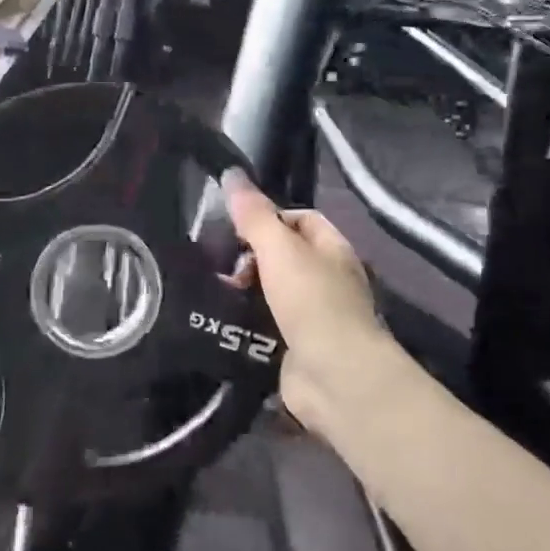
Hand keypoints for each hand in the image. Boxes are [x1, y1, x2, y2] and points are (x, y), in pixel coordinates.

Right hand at [222, 171, 391, 432]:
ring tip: (214, 293)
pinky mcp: (298, 349)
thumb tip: (231, 173)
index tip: (233, 227)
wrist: (335, 377)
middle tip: (219, 264)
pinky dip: (247, 325)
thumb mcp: (279, 249)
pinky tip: (221, 323)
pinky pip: (267, 328)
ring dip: (246, 293)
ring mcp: (315, 317)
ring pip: (273, 294)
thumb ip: (254, 215)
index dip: (268, 217)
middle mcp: (328, 280)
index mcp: (332, 249)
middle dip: (252, 258)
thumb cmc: (312, 302)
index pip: (300, 219)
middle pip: (285, 257)